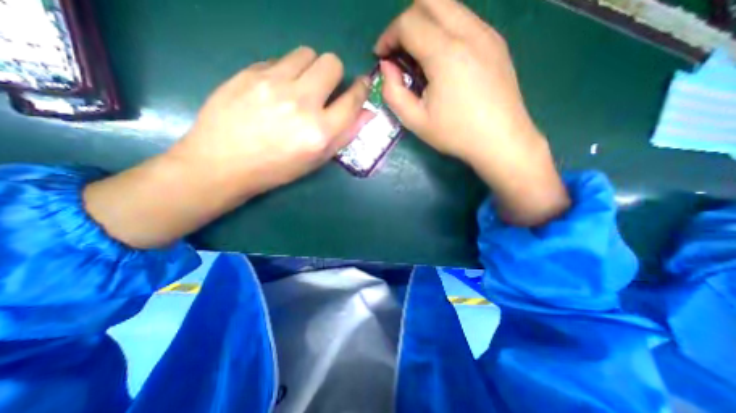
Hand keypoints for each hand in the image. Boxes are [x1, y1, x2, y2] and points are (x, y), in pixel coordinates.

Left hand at [85, 47, 367, 248]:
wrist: (223, 163)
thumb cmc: (277, 168)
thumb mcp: (317, 160)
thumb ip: (345, 135)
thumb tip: (367, 113)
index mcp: (320, 132)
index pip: (352, 100)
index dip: (361, 90)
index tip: (361, 86)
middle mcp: (301, 104)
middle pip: (331, 63)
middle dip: (334, 74)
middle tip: (324, 89)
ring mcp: (274, 84)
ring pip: (306, 53)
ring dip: (310, 68)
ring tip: (299, 86)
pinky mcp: (250, 73)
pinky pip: (279, 59)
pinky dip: (285, 71)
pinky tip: (275, 90)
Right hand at [374, 0, 567, 225]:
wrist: (501, 140)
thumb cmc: (455, 134)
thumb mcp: (415, 120)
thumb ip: (393, 92)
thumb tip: (387, 66)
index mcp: (446, 53)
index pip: (408, 22)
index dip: (388, 36)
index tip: (381, 56)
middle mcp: (469, 32)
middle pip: (429, 0)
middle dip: (405, 22)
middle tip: (399, 51)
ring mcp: (487, 33)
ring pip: (449, 6)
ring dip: (426, 24)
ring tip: (419, 57)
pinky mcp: (496, 42)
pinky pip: (465, 20)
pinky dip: (444, 30)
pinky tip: (442, 60)